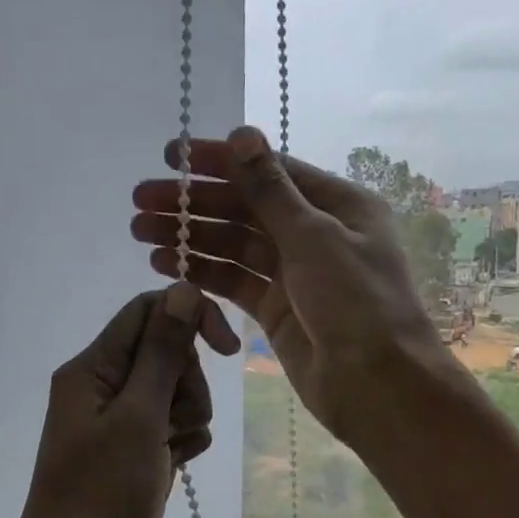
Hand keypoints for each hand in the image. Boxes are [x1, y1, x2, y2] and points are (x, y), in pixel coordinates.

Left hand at [0, 283, 239, 517]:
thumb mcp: (136, 417)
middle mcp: (104, 389)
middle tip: (173, 420)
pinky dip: (185, 441)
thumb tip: (181, 288)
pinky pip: (177, 428)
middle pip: (166, 351)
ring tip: (172, 450)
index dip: (190, 318)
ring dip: (190, 414)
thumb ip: (161, 352)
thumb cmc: (100, 495)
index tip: (228, 348)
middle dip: (187, 379)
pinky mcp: (139, 457)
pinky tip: (178, 465)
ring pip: (177, 391)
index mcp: (91, 368)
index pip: (147, 312)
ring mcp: (122, 426)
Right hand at [130, 126, 451, 452]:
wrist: (377, 385)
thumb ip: (270, 190)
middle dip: (193, 203)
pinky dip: (201, 270)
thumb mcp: (314, 237)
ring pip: (233, 245)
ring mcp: (293, 272)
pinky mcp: (274, 308)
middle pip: (244, 208)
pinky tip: (164, 263)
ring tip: (140, 230)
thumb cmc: (357, 302)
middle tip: (140, 199)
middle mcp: (314, 232)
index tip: (170, 156)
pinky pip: (232, 280)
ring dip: (189, 236)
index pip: (267, 172)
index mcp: (337, 204)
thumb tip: (242, 132)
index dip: (218, 162)